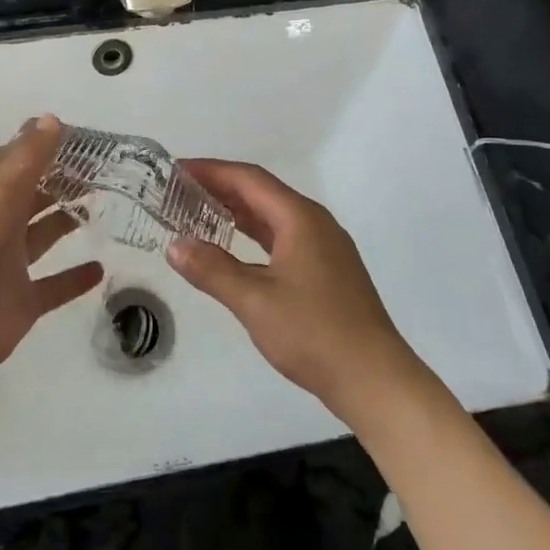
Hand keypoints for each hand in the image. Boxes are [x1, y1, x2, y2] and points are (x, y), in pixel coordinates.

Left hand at [0, 114, 101, 387]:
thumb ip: (27, 159)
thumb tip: (52, 119)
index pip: (11, 163)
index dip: (36, 145)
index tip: (72, 134)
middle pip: (31, 198)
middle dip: (58, 183)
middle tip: (99, 171)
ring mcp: (10, 266)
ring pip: (42, 237)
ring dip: (66, 223)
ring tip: (101, 207)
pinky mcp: (21, 302)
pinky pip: (53, 287)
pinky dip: (74, 279)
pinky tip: (100, 269)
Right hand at [167, 160, 419, 421]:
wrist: (374, 379)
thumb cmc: (313, 333)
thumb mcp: (254, 301)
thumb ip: (212, 270)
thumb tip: (175, 246)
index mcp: (300, 218)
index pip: (248, 179)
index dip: (210, 170)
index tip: (175, 170)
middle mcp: (315, 223)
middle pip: (262, 193)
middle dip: (220, 188)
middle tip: (179, 191)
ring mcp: (325, 247)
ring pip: (273, 216)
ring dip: (236, 212)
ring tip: (197, 214)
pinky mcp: (327, 271)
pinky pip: (283, 238)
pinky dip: (253, 236)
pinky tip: (234, 249)